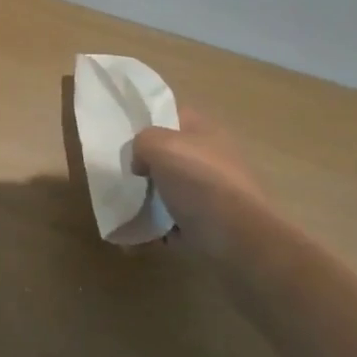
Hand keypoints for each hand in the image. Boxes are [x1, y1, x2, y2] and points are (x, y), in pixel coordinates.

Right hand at [132, 107, 268, 254]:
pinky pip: (170, 223)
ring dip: (144, 200)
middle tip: (118, 174)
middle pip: (167, 155)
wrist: (239, 240)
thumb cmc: (200, 183)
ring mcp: (210, 194)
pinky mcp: (206, 226)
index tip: (122, 136)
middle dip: (142, 165)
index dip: (147, 121)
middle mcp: (210, 159)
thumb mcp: (160, 146)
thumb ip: (141, 142)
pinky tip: (133, 237)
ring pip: (166, 190)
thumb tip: (141, 164)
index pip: (172, 115)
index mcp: (205, 132)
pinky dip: (152, 229)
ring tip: (120, 208)